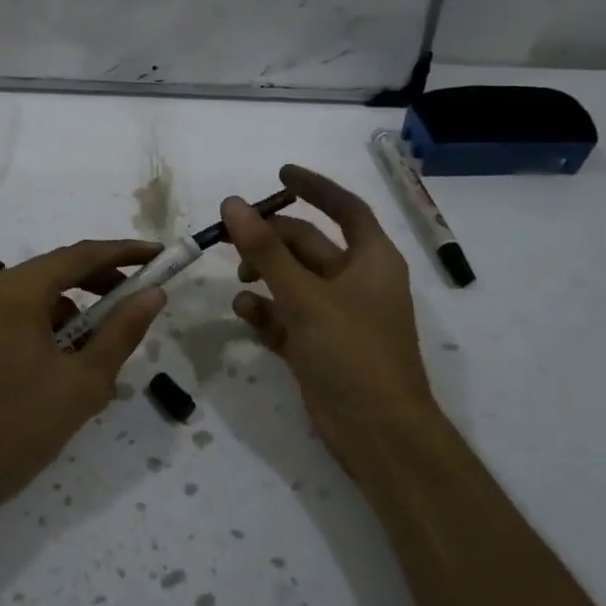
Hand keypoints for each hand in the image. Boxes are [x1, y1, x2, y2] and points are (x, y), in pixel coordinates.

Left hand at [0, 240, 166, 520]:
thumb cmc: (18, 427)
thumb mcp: (83, 382)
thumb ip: (122, 332)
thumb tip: (153, 294)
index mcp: (16, 291)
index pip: (81, 256)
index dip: (125, 253)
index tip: (160, 256)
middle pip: (58, 272)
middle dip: (103, 284)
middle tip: (141, 302)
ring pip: (40, 298)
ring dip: (78, 315)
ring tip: (107, 354)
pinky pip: (21, 319)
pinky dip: (52, 332)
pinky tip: (72, 370)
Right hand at [223, 164, 442, 477]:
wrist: (377, 432)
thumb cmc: (353, 353)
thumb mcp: (306, 297)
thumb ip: (267, 250)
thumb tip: (233, 204)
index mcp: (371, 260)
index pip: (345, 208)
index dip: (315, 187)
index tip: (280, 173)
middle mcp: (355, 282)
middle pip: (308, 245)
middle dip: (271, 238)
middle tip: (229, 236)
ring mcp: (336, 315)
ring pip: (293, 280)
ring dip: (265, 274)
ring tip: (237, 277)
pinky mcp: (319, 344)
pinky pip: (286, 315)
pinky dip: (265, 310)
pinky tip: (242, 312)